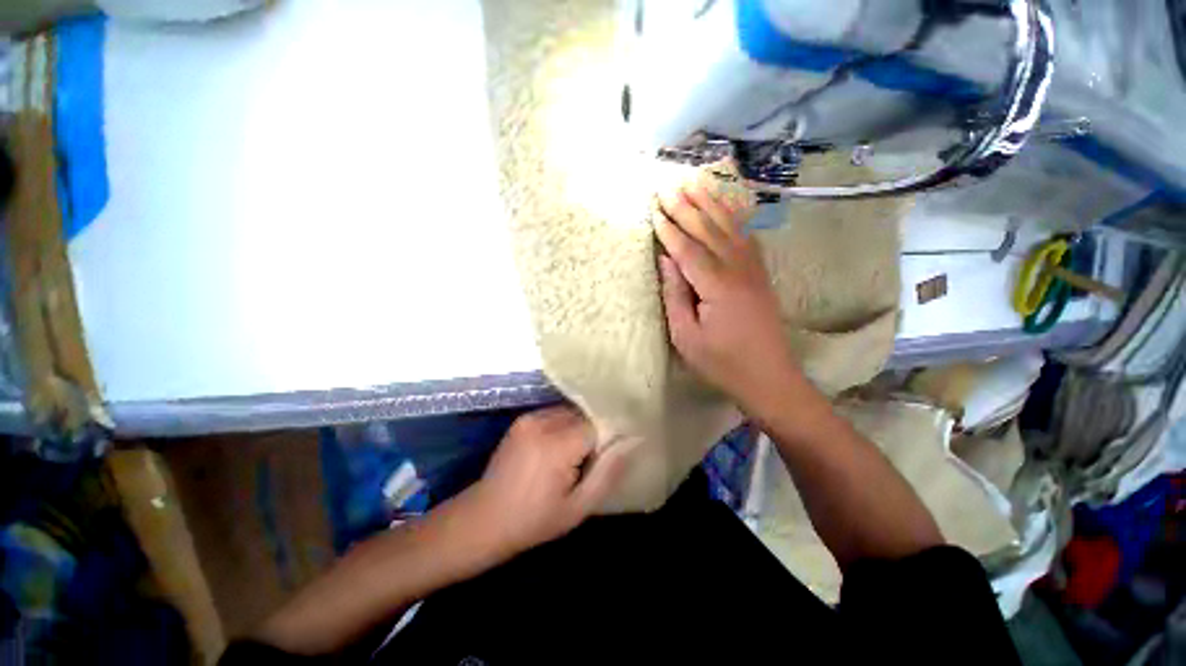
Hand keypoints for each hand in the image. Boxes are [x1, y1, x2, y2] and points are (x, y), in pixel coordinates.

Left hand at [460, 406, 626, 559]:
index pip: (598, 424)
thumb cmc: (534, 521)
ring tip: (575, 456)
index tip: (608, 456)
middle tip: (591, 460)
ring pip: (571, 411)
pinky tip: (558, 449)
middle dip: (594, 432)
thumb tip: (634, 440)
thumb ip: (609, 471)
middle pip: (584, 414)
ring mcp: (530, 417)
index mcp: (557, 445)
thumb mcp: (578, 507)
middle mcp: (542, 422)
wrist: (483, 520)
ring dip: (579, 428)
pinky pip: (555, 413)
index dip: (608, 438)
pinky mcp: (523, 419)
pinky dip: (564, 426)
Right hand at [653, 183, 801, 413]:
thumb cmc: (721, 362)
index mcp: (717, 286)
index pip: (688, 249)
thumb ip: (675, 295)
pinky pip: (747, 237)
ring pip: (730, 227)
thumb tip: (666, 260)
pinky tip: (726, 206)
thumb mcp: (686, 337)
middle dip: (686, 207)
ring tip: (694, 183)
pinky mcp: (761, 274)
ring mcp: (754, 269)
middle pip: (709, 230)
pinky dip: (734, 218)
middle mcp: (738, 269)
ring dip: (710, 204)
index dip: (669, 229)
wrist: (769, 377)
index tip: (654, 210)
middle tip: (667, 186)